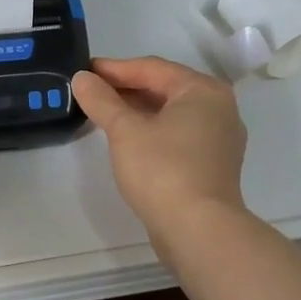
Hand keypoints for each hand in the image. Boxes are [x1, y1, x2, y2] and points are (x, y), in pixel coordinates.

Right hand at [71, 56, 247, 232]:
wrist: (198, 231)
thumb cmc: (163, 170)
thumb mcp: (125, 130)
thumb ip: (101, 100)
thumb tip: (82, 78)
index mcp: (203, 91)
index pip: (152, 68)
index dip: (114, 69)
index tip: (84, 71)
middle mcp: (218, 109)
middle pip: (164, 88)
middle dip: (126, 89)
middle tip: (90, 91)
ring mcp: (219, 139)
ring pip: (170, 113)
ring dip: (137, 110)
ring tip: (103, 113)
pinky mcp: (212, 165)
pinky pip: (177, 135)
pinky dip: (152, 130)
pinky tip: (127, 139)